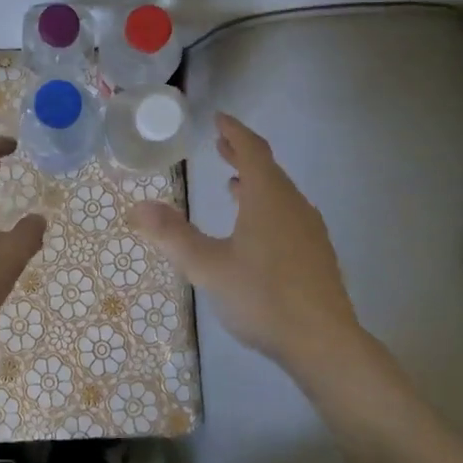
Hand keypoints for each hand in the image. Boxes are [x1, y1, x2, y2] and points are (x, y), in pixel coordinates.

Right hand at [131, 112, 361, 365]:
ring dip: (256, 181)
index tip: (219, 119)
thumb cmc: (263, 298)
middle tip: (221, 144)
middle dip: (242, 154)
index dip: (234, 132)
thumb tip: (138, 206)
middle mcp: (292, 205)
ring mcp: (309, 230)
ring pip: (280, 192)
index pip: (252, 150)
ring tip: (234, 183)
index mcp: (268, 198)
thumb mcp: (207, 267)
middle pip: (268, 168)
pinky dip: (267, 205)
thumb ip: (172, 235)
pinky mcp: (316, 254)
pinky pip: (288, 213)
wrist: (324, 343)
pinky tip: (256, 229)